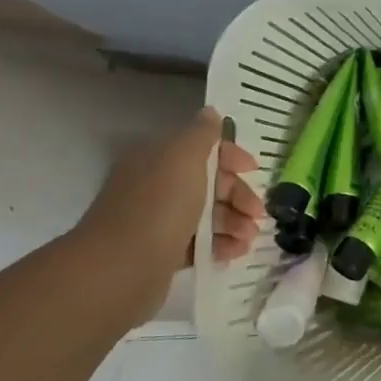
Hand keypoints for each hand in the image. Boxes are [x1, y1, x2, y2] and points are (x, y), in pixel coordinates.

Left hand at [73, 108, 263, 308]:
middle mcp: (156, 184)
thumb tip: (210, 113)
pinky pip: (199, 243)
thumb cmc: (160, 204)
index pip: (201, 147)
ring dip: (234, 222)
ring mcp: (158, 220)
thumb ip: (202, 133)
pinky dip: (221, 244)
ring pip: (207, 214)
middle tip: (258, 213)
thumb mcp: (185, 156)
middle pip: (208, 182)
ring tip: (249, 238)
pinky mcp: (162, 252)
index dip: (231, 156)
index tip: (253, 170)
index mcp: (157, 157)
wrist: (122, 268)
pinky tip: (236, 252)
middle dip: (237, 195)